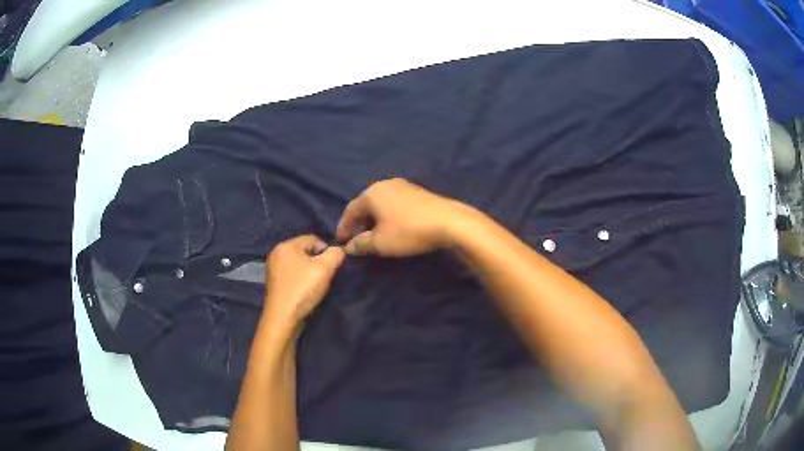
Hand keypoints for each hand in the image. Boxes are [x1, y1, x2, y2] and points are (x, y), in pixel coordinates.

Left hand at [263, 235, 344, 325]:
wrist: (283, 318)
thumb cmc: (303, 289)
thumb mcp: (325, 268)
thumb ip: (336, 254)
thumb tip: (339, 250)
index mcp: (286, 245)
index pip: (313, 238)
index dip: (327, 250)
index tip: (332, 266)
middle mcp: (276, 253)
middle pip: (305, 251)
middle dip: (318, 261)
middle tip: (325, 276)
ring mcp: (273, 269)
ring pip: (299, 264)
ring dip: (310, 272)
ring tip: (316, 285)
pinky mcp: (274, 283)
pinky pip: (292, 274)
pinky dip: (301, 280)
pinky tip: (305, 291)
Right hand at [336, 178, 469, 256]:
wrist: (448, 221)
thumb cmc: (408, 231)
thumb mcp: (380, 242)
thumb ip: (361, 244)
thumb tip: (349, 246)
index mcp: (372, 193)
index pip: (351, 210)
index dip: (344, 226)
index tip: (341, 241)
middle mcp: (385, 184)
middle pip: (366, 204)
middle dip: (359, 222)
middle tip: (356, 238)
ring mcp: (403, 186)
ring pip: (381, 203)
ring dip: (374, 218)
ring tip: (374, 234)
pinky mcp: (417, 191)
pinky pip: (395, 203)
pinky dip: (388, 215)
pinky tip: (393, 226)